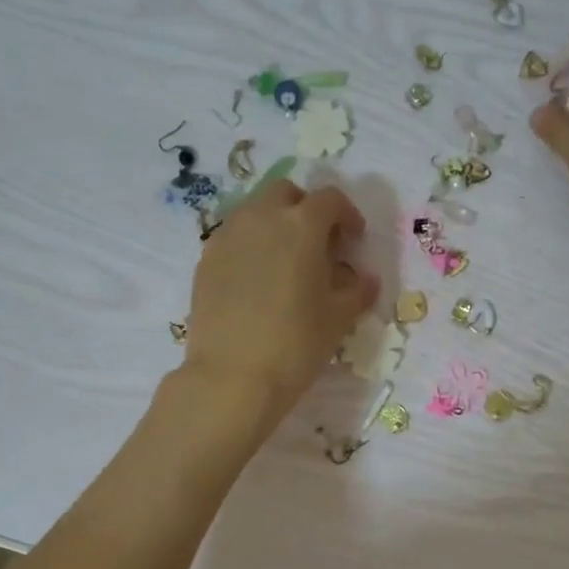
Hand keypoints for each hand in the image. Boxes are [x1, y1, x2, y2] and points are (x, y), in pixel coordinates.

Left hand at [181, 180, 379, 422]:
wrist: (232, 376)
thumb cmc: (296, 344)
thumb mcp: (339, 318)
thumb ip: (357, 290)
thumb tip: (364, 277)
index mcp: (301, 225)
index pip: (330, 199)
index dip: (347, 215)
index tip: (354, 240)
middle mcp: (261, 218)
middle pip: (285, 192)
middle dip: (305, 208)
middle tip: (317, 244)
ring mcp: (227, 236)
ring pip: (254, 210)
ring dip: (275, 223)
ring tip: (285, 261)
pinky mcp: (205, 259)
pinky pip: (233, 237)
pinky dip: (250, 245)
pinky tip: (257, 280)